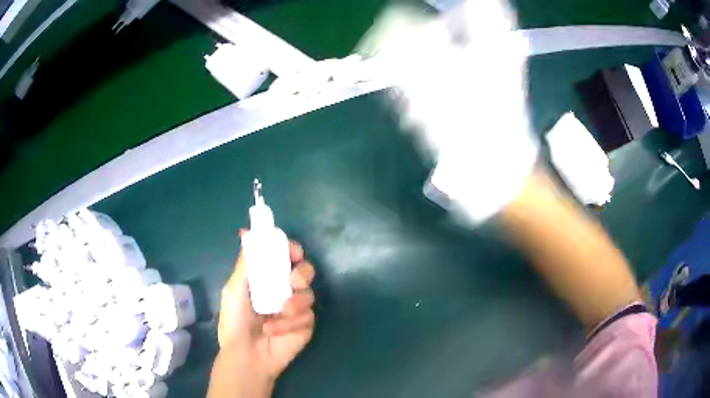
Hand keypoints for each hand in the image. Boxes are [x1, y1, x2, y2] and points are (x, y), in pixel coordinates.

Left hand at [217, 234, 315, 381]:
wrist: (245, 355)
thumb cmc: (234, 322)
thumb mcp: (234, 290)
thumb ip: (245, 264)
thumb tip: (247, 234)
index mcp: (267, 280)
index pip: (285, 258)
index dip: (292, 250)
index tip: (293, 251)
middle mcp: (284, 291)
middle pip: (305, 271)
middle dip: (302, 272)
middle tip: (293, 281)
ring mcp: (296, 310)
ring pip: (309, 294)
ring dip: (294, 303)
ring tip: (278, 313)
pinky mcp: (305, 327)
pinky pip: (307, 317)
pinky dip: (289, 323)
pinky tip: (273, 331)